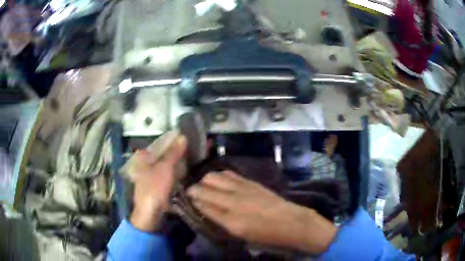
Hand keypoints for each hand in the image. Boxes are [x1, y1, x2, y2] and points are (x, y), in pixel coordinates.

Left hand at [130, 135, 186, 231]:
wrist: (150, 213)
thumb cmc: (154, 187)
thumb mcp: (165, 168)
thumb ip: (173, 152)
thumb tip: (182, 137)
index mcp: (143, 157)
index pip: (160, 144)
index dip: (173, 141)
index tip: (186, 141)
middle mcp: (144, 164)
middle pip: (163, 154)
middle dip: (176, 153)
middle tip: (191, 151)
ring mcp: (150, 175)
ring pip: (165, 165)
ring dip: (177, 163)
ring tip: (191, 161)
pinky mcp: (156, 185)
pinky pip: (166, 175)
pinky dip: (174, 173)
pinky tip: (184, 173)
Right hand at [187, 171, 336, 253]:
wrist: (291, 222)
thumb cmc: (266, 236)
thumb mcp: (241, 237)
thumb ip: (221, 223)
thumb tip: (206, 212)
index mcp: (231, 222)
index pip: (201, 206)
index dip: (191, 201)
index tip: (184, 200)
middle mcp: (233, 202)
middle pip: (203, 189)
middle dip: (192, 190)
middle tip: (190, 193)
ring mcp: (242, 189)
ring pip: (213, 177)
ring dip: (204, 181)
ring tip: (203, 186)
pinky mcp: (250, 182)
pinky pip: (228, 174)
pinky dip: (219, 176)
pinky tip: (218, 181)